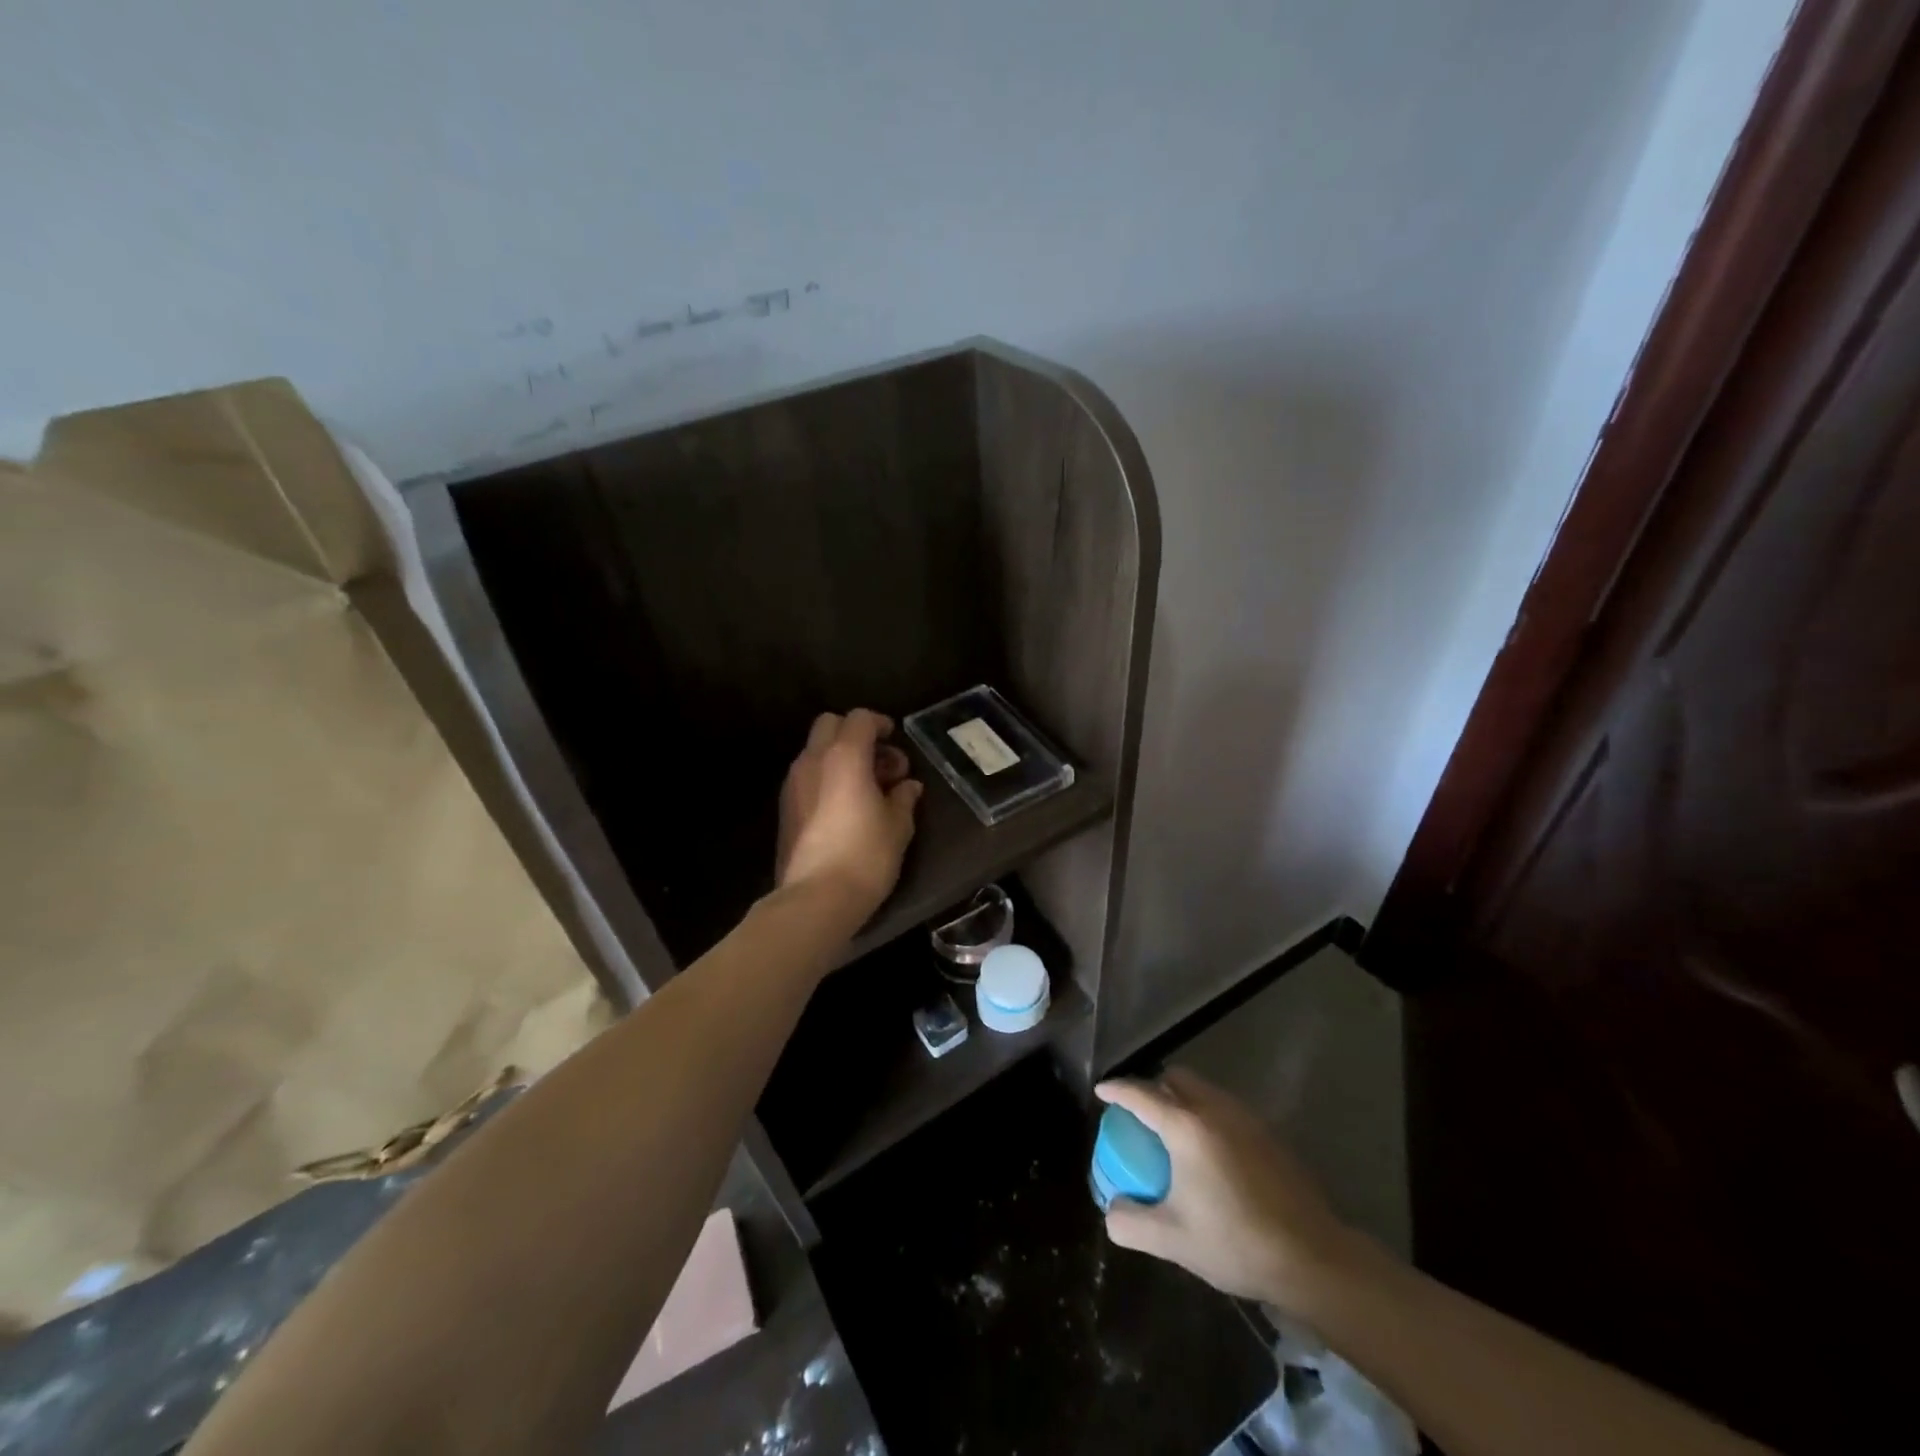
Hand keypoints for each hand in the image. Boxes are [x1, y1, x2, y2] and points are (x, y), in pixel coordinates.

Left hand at [776, 709, 922, 922]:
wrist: (816, 898)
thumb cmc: (866, 855)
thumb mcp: (899, 826)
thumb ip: (904, 798)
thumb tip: (907, 786)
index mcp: (844, 756)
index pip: (859, 719)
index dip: (879, 723)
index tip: (895, 740)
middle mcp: (813, 761)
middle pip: (830, 725)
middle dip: (855, 735)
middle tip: (881, 763)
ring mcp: (793, 784)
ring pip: (815, 751)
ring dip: (840, 757)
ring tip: (867, 788)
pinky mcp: (785, 808)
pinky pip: (807, 776)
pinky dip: (827, 778)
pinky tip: (846, 807)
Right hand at [1096, 1068, 1368, 1308]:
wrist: (1312, 1257)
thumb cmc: (1236, 1242)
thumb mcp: (1172, 1240)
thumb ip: (1131, 1223)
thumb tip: (1112, 1209)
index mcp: (1186, 1127)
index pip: (1140, 1094)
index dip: (1117, 1089)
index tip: (1101, 1090)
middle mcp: (1214, 1109)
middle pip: (1176, 1078)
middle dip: (1154, 1087)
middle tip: (1142, 1115)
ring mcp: (1245, 1118)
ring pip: (1204, 1090)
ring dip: (1183, 1099)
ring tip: (1176, 1134)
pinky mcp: (1268, 1133)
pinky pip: (1226, 1108)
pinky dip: (1208, 1115)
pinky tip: (1212, 1154)